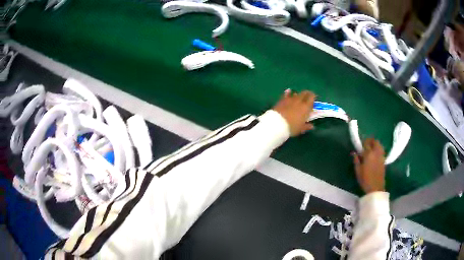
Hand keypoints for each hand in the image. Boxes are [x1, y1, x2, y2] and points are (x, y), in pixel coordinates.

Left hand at [272, 89, 314, 136]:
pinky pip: (286, 94)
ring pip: (296, 93)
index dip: (313, 97)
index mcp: (306, 107)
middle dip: (307, 94)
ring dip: (298, 94)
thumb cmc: (291, 127)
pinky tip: (288, 91)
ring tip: (298, 96)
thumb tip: (312, 126)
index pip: (312, 97)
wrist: (277, 124)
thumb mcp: (301, 129)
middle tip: (307, 96)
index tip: (314, 99)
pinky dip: (288, 92)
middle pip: (304, 93)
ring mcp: (290, 99)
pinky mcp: (282, 100)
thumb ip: (307, 126)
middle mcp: (299, 101)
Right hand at [353, 138, 385, 193]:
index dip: (363, 142)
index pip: (366, 143)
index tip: (360, 145)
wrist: (375, 188)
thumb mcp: (358, 171)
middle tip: (365, 145)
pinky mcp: (384, 160)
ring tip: (370, 148)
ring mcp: (381, 156)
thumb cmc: (365, 180)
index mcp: (369, 154)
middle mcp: (376, 153)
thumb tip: (354, 153)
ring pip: (379, 145)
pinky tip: (374, 154)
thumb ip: (356, 160)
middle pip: (375, 141)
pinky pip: (381, 150)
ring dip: (375, 144)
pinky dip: (378, 149)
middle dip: (370, 141)